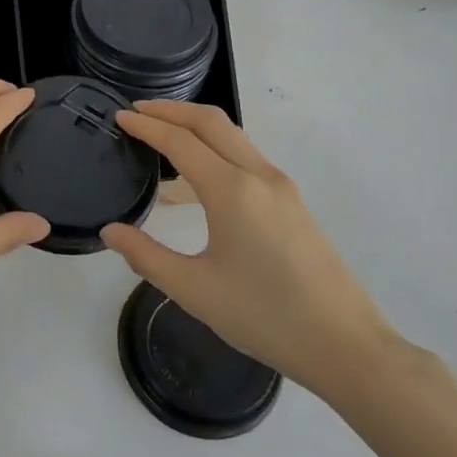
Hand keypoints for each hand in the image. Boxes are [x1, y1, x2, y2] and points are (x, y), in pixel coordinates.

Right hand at [102, 101, 395, 399]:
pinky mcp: (291, 203)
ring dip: (194, 128)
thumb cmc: (265, 317)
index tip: (119, 115)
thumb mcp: (195, 290)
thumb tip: (110, 231)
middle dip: (171, 110)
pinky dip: (213, 153)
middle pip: (210, 122)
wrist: (346, 345)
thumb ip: (146, 256)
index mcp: (232, 190)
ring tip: (160, 140)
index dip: (146, 125)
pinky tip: (192, 187)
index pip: (180, 141)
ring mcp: (280, 187)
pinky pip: (244, 160)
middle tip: (137, 111)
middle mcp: (258, 176)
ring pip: (231, 138)